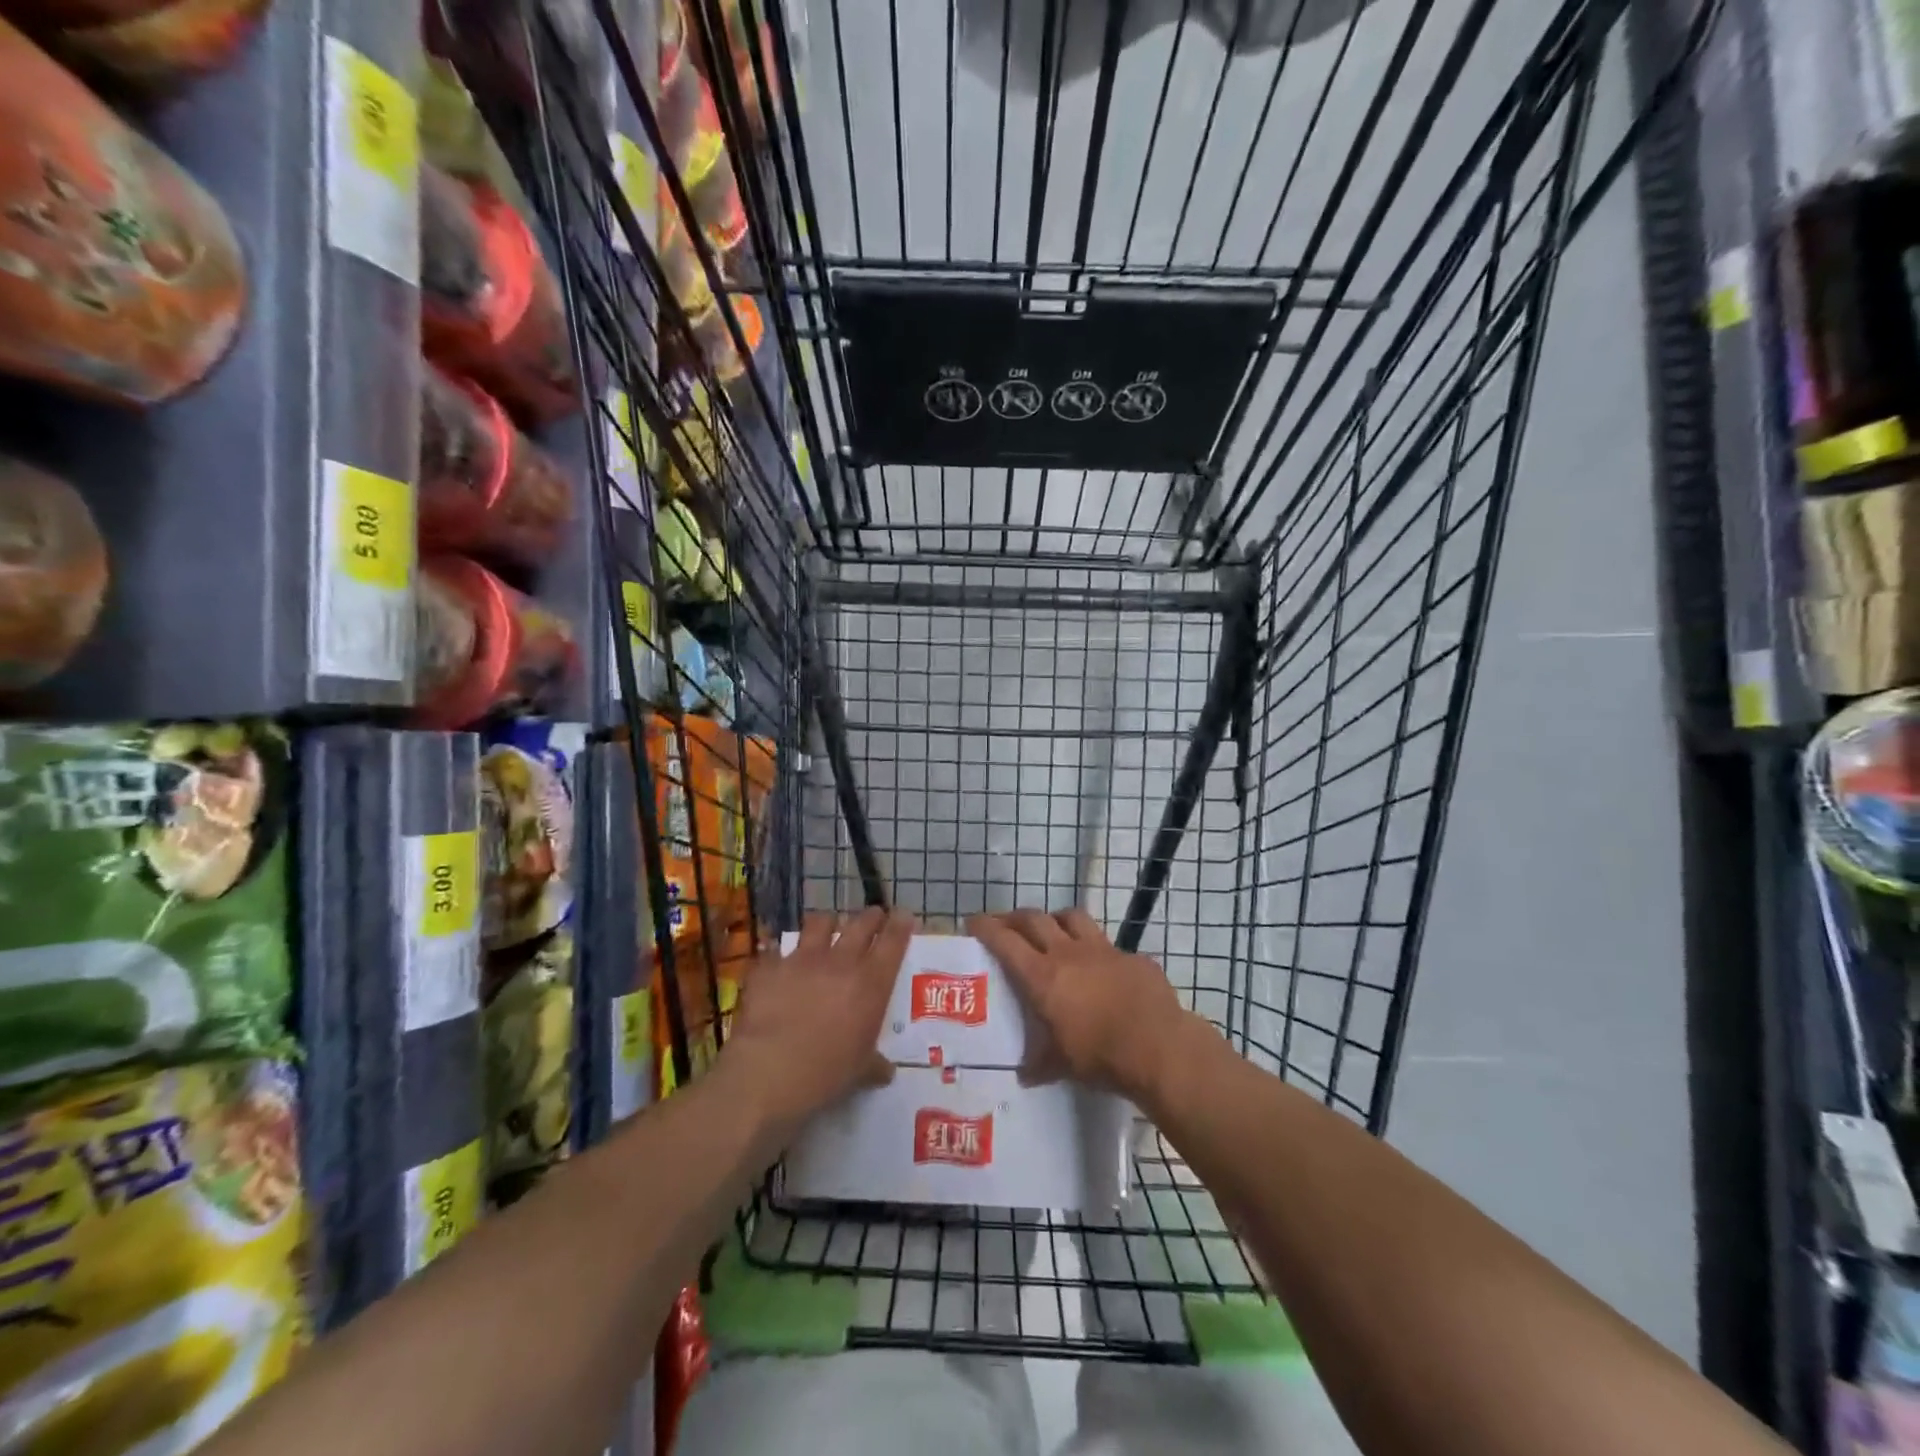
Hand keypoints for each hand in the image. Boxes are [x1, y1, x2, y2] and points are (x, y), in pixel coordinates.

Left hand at [721, 907, 912, 1124]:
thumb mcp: (860, 1072)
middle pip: (861, 924)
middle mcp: (841, 962)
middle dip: (871, 917)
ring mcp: (803, 960)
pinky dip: (781, 955)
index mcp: (871, 984)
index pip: (893, 942)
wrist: (768, 1071)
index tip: (903, 915)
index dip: (900, 925)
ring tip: (826, 928)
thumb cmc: (825, 1073)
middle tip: (874, 916)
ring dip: (827, 923)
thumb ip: (875, 1065)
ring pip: (820, 923)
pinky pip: (777, 951)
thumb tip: (886, 1070)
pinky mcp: (771, 967)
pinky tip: (778, 963)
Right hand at [967, 909, 1200, 1101]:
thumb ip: (1040, 1064)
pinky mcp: (1131, 957)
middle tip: (1005, 925)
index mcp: (1043, 976)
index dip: (986, 928)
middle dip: (1014, 918)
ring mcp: (1102, 950)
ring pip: (1071, 917)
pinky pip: (1107, 944)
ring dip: (1055, 919)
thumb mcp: (1062, 1065)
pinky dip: (1095, 949)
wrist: (1158, 1046)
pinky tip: (1100, 966)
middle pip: (1034, 919)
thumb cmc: (1100, 1056)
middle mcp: (1068, 953)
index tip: (973, 922)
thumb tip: (1024, 1075)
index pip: (1005, 940)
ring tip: (1050, 930)